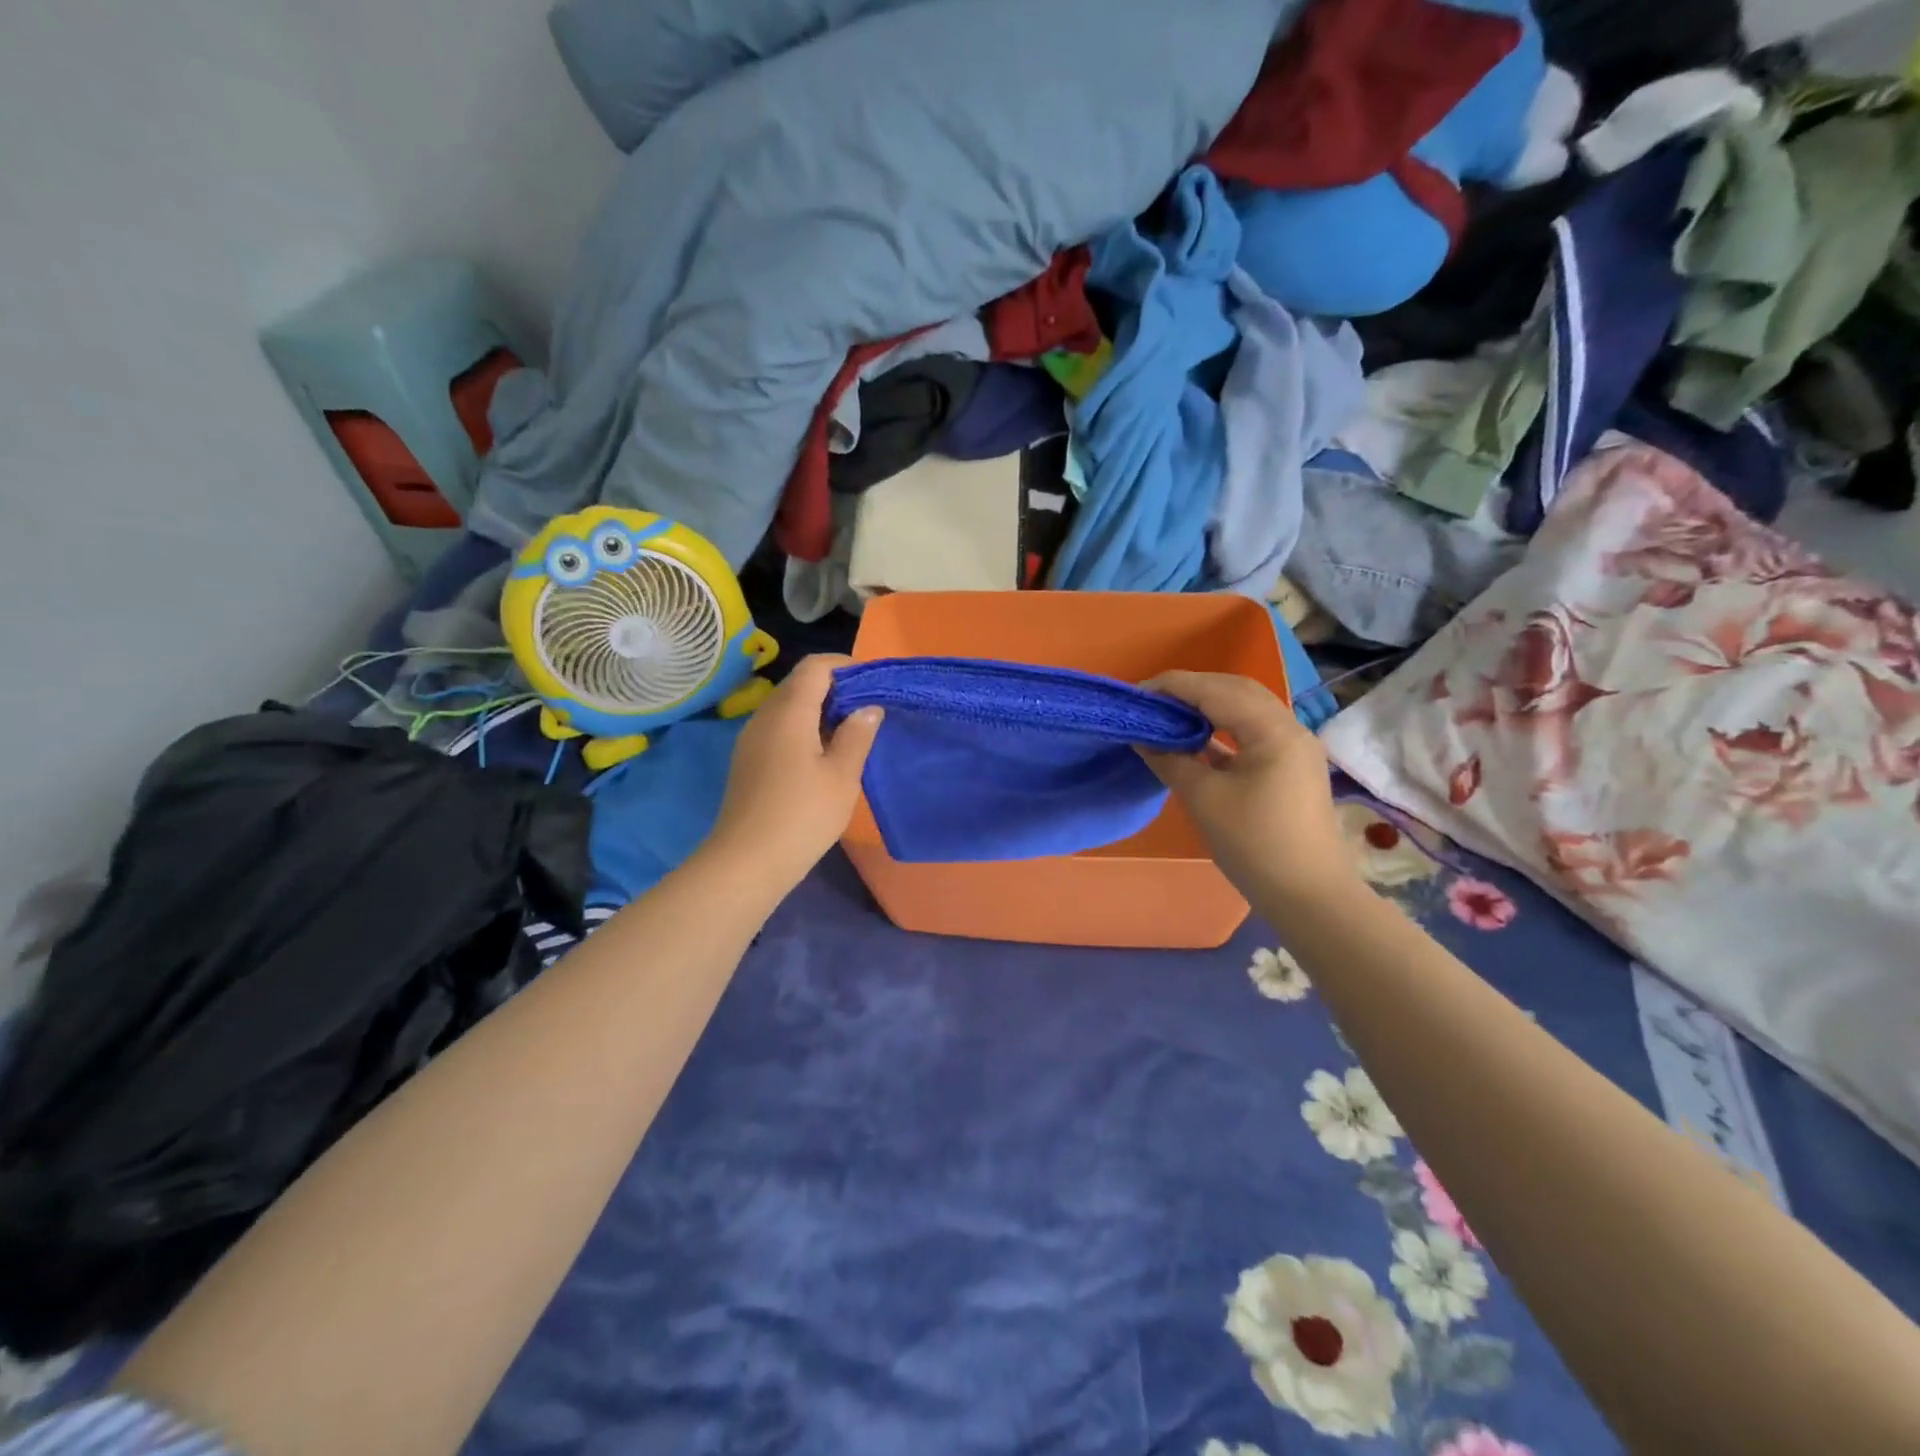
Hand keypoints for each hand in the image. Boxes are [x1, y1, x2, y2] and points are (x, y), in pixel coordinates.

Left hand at [699, 655, 882, 891]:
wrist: (747, 862)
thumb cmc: (802, 815)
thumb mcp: (842, 775)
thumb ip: (857, 735)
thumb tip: (867, 707)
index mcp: (789, 711)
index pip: (815, 667)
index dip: (845, 665)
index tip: (874, 683)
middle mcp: (765, 716)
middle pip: (799, 683)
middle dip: (835, 687)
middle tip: (867, 710)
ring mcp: (751, 739)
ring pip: (788, 707)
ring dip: (819, 710)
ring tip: (850, 734)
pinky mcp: (748, 761)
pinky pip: (779, 728)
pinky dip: (803, 729)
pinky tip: (822, 756)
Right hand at [1138, 672, 1358, 908]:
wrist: (1309, 896)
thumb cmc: (1255, 845)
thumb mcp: (1204, 799)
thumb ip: (1170, 761)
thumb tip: (1143, 739)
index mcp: (1272, 730)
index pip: (1215, 690)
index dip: (1173, 687)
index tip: (1137, 694)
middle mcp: (1290, 728)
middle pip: (1236, 690)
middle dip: (1192, 690)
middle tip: (1152, 702)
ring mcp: (1294, 748)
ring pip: (1246, 709)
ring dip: (1207, 707)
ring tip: (1169, 717)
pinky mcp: (1291, 766)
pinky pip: (1252, 732)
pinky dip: (1222, 729)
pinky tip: (1196, 741)